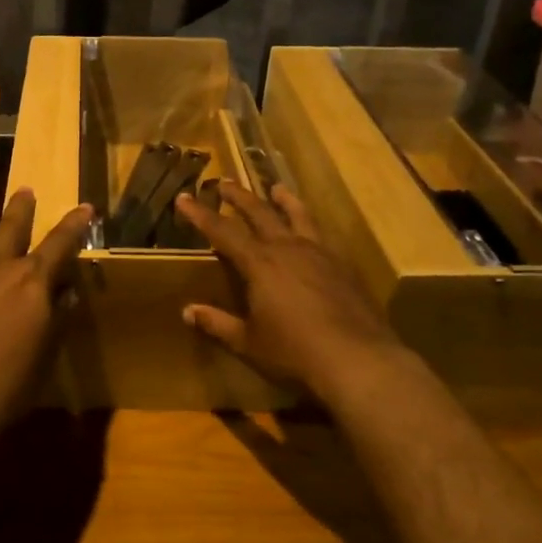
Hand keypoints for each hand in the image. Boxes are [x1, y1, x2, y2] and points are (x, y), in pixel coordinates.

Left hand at [0, 189, 91, 441]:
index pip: (60, 242)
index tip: (84, 207)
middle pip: (11, 226)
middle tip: (25, 190)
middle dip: (21, 207)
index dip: (75, 223)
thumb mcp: (46, 352)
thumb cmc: (9, 384)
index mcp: (32, 282)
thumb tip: (65, 292)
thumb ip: (57, 316)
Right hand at [176, 183, 402, 401]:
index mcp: (259, 263)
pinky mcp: (343, 266)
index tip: (184, 197)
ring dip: (284, 200)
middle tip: (225, 182)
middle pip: (260, 213)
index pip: (222, 231)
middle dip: (239, 197)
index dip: (201, 214)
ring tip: (276, 188)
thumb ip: (218, 324)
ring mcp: (319, 254)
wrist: (358, 359)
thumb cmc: (294, 352)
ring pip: (297, 216)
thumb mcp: (249, 342)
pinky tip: (312, 233)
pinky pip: (321, 235)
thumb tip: (188, 311)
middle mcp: (288, 248)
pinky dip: (310, 225)